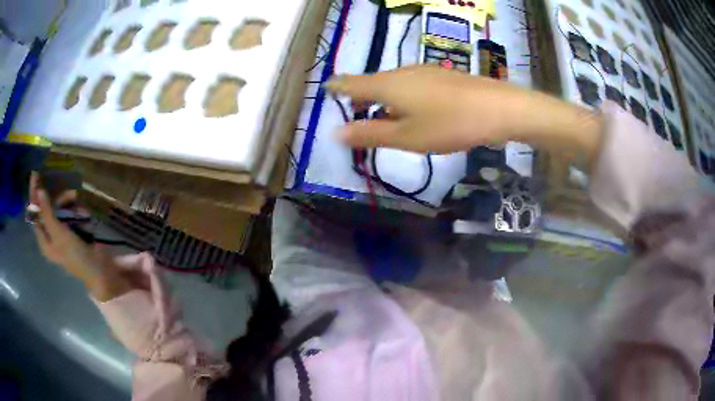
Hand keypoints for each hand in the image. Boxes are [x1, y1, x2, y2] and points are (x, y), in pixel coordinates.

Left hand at [29, 172, 131, 300]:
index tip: (36, 175)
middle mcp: (51, 235)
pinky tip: (84, 213)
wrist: (100, 269)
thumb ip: (47, 213)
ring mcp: (62, 232)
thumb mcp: (59, 235)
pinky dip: (77, 210)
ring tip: (80, 206)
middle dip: (59, 200)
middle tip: (70, 193)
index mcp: (44, 240)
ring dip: (70, 205)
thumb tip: (38, 191)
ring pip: (60, 209)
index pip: (35, 214)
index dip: (34, 195)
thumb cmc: (76, 256)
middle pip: (48, 208)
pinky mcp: (74, 230)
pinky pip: (71, 213)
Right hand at [325, 65, 602, 163]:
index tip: (326, 93)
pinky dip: (403, 98)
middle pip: (371, 82)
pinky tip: (415, 112)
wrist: (500, 108)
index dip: (336, 88)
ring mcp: (424, 71)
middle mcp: (401, 71)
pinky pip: (412, 85)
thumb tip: (335, 133)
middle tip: (356, 117)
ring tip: (384, 120)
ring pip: (393, 84)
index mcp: (387, 85)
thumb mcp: (407, 137)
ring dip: (383, 100)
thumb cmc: (450, 124)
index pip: (350, 82)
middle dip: (360, 99)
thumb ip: (370, 134)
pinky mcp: (441, 76)